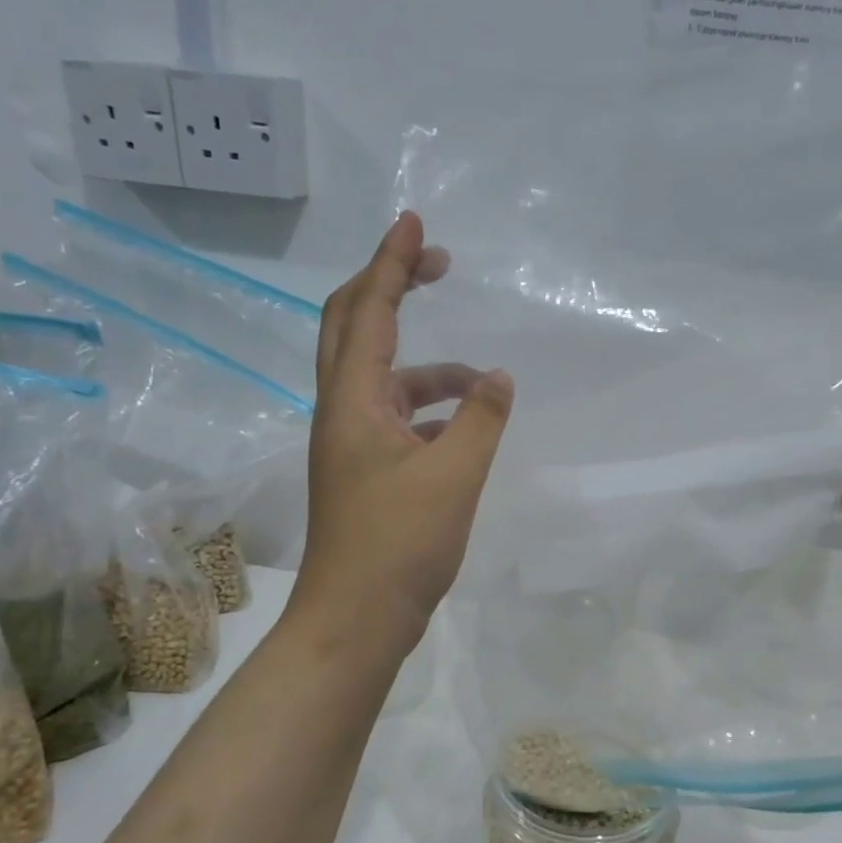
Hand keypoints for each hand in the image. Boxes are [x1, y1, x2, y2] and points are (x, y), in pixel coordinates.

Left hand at [292, 212, 512, 657]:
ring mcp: (352, 446)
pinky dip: (430, 412)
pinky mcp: (366, 475)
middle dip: (393, 288)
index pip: (368, 310)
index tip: (415, 222)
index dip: (391, 262)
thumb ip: (480, 420)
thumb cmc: (400, 545)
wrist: (356, 620)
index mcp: (353, 402)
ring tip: (483, 383)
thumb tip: (498, 378)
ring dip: (430, 369)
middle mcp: (343, 413)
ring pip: (386, 382)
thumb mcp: (454, 476)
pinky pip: (398, 422)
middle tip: (438, 265)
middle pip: (355, 328)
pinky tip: (464, 430)